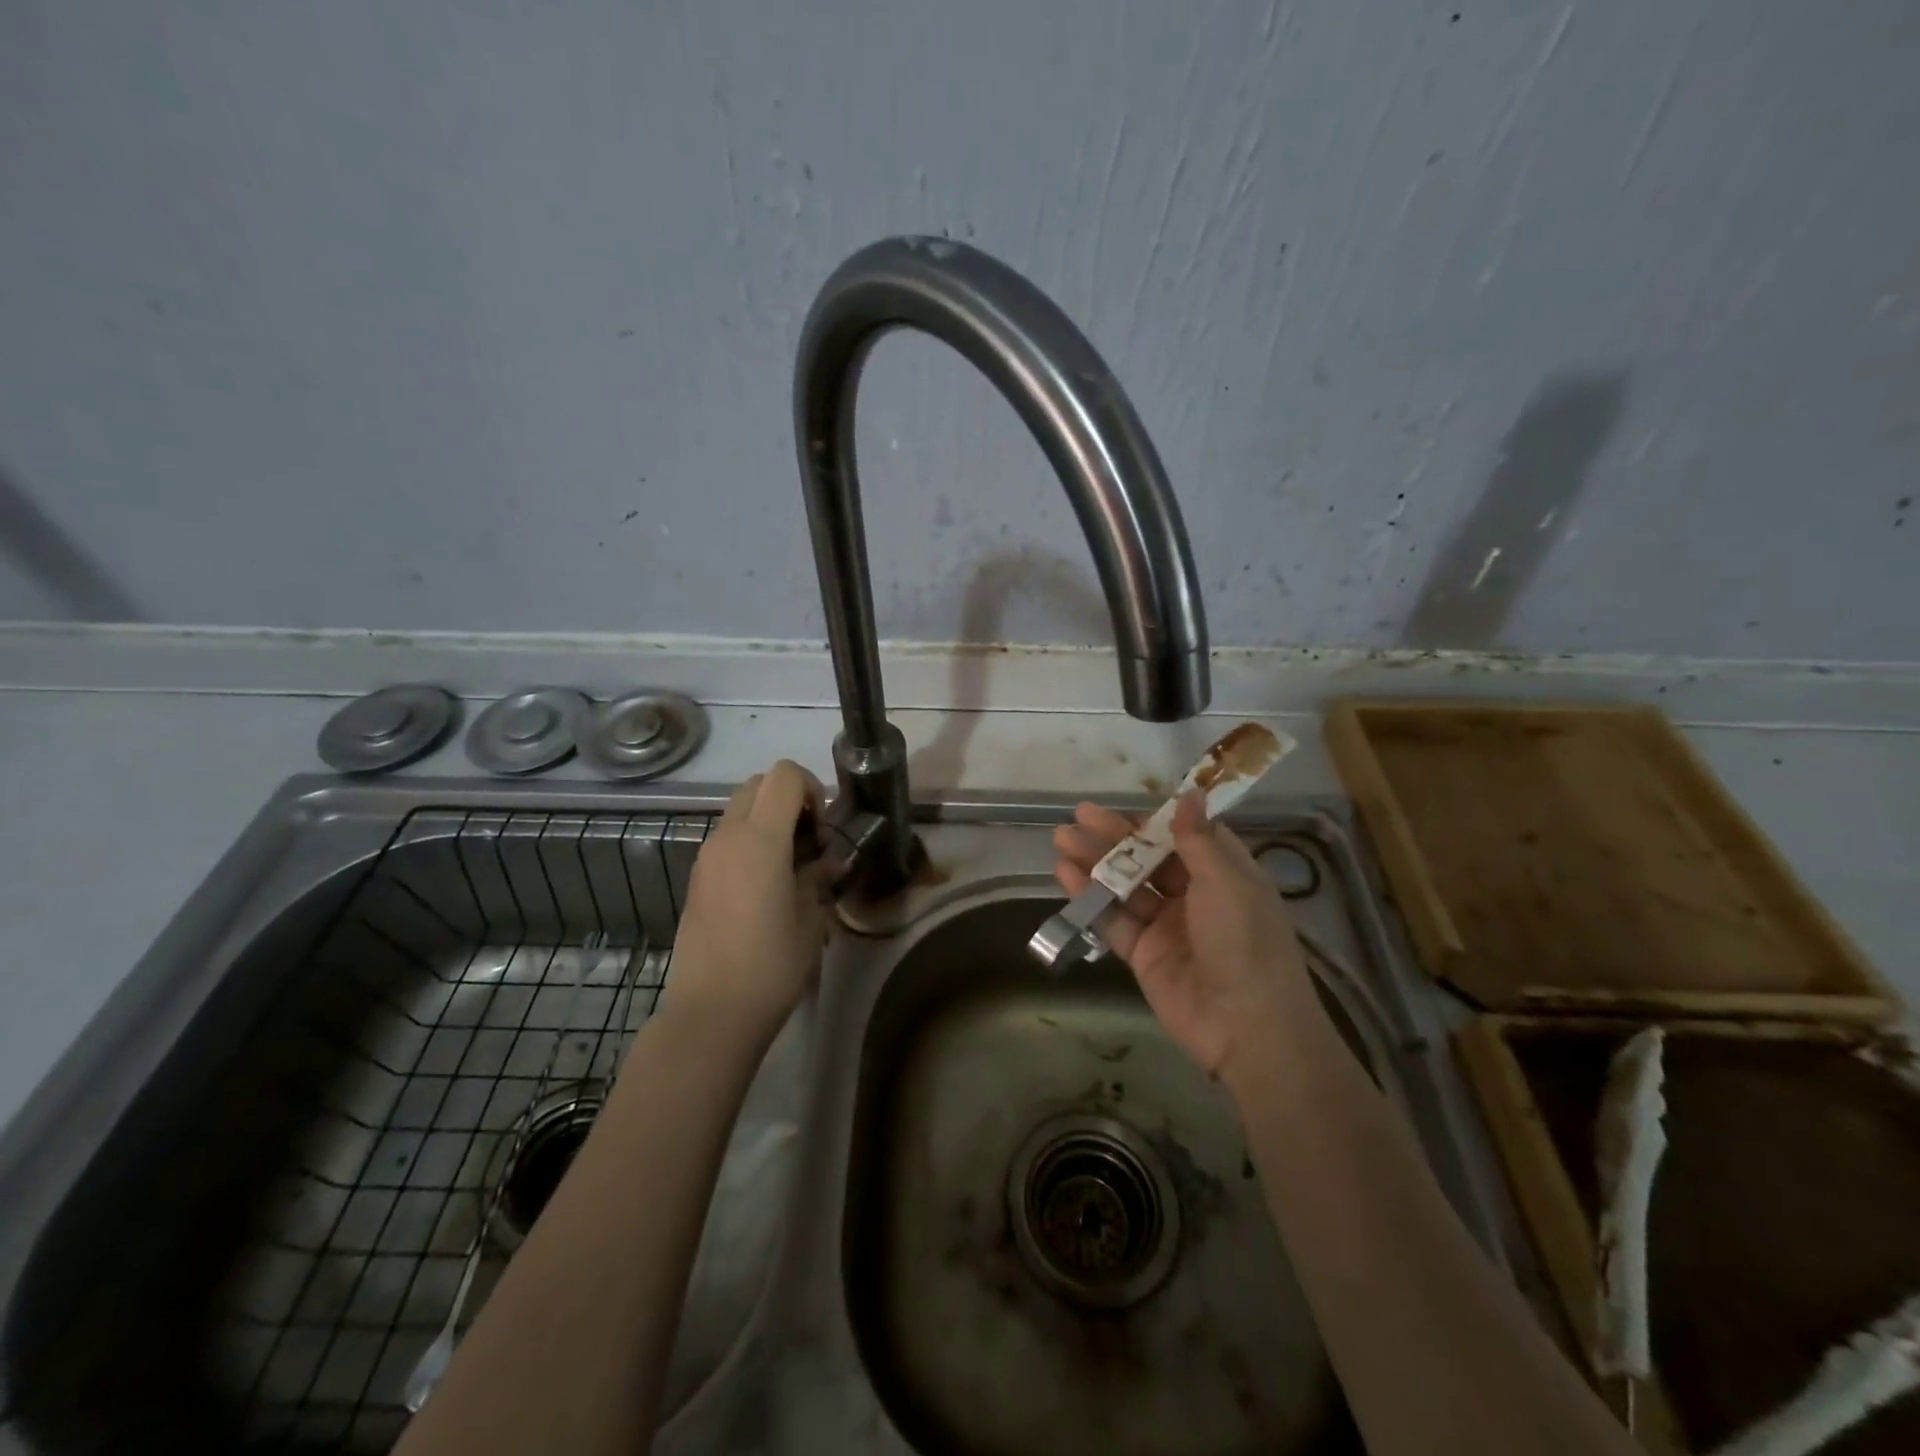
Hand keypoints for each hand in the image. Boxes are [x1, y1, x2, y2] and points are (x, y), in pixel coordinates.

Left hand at [661, 760, 830, 1044]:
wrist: (711, 1011)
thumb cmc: (771, 965)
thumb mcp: (810, 919)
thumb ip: (817, 877)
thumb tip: (825, 862)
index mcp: (760, 840)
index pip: (784, 776)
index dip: (811, 787)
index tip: (823, 825)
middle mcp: (728, 837)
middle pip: (757, 784)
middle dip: (788, 797)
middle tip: (809, 838)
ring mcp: (706, 856)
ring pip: (738, 809)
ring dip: (767, 819)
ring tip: (789, 864)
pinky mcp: (696, 878)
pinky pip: (726, 838)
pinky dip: (749, 841)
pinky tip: (764, 884)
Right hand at [1052, 794, 1312, 1079]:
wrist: (1245, 1026)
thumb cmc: (1244, 942)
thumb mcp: (1226, 882)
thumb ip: (1197, 839)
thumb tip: (1191, 792)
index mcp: (1225, 875)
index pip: (1186, 836)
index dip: (1154, 821)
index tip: (1123, 807)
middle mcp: (1196, 896)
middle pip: (1149, 857)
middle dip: (1114, 836)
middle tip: (1077, 815)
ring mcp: (1167, 925)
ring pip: (1126, 885)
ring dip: (1094, 862)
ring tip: (1061, 839)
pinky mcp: (1143, 953)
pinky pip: (1113, 919)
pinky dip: (1089, 897)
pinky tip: (1065, 875)